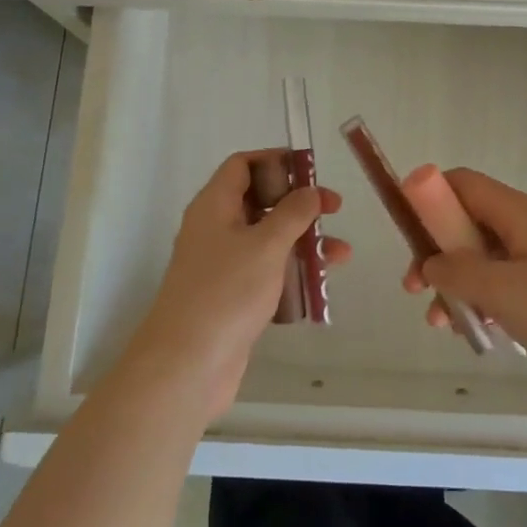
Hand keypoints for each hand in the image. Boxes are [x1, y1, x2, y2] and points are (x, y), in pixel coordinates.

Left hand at [125, 150, 350, 420]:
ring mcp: (221, 265)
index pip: (242, 165)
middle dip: (298, 203)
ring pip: (266, 239)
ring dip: (302, 240)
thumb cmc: (226, 292)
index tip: (310, 170)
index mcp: (214, 205)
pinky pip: (265, 272)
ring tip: (341, 254)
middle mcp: (214, 229)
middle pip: (258, 200)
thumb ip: (292, 213)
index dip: (275, 160)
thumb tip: (310, 190)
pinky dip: (291, 271)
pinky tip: (319, 285)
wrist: (186, 365)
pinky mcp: (230, 297)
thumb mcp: (266, 245)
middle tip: (334, 209)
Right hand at [401, 168, 526, 392]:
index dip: (429, 196)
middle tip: (414, 286)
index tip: (405, 229)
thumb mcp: (501, 290)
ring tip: (440, 321)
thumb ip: (456, 271)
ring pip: (480, 258)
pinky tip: (471, 332)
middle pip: (467, 222)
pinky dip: (479, 300)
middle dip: (436, 251)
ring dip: (455, 282)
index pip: (462, 183)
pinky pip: (500, 283)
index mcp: (518, 212)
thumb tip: (428, 264)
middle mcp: (526, 226)